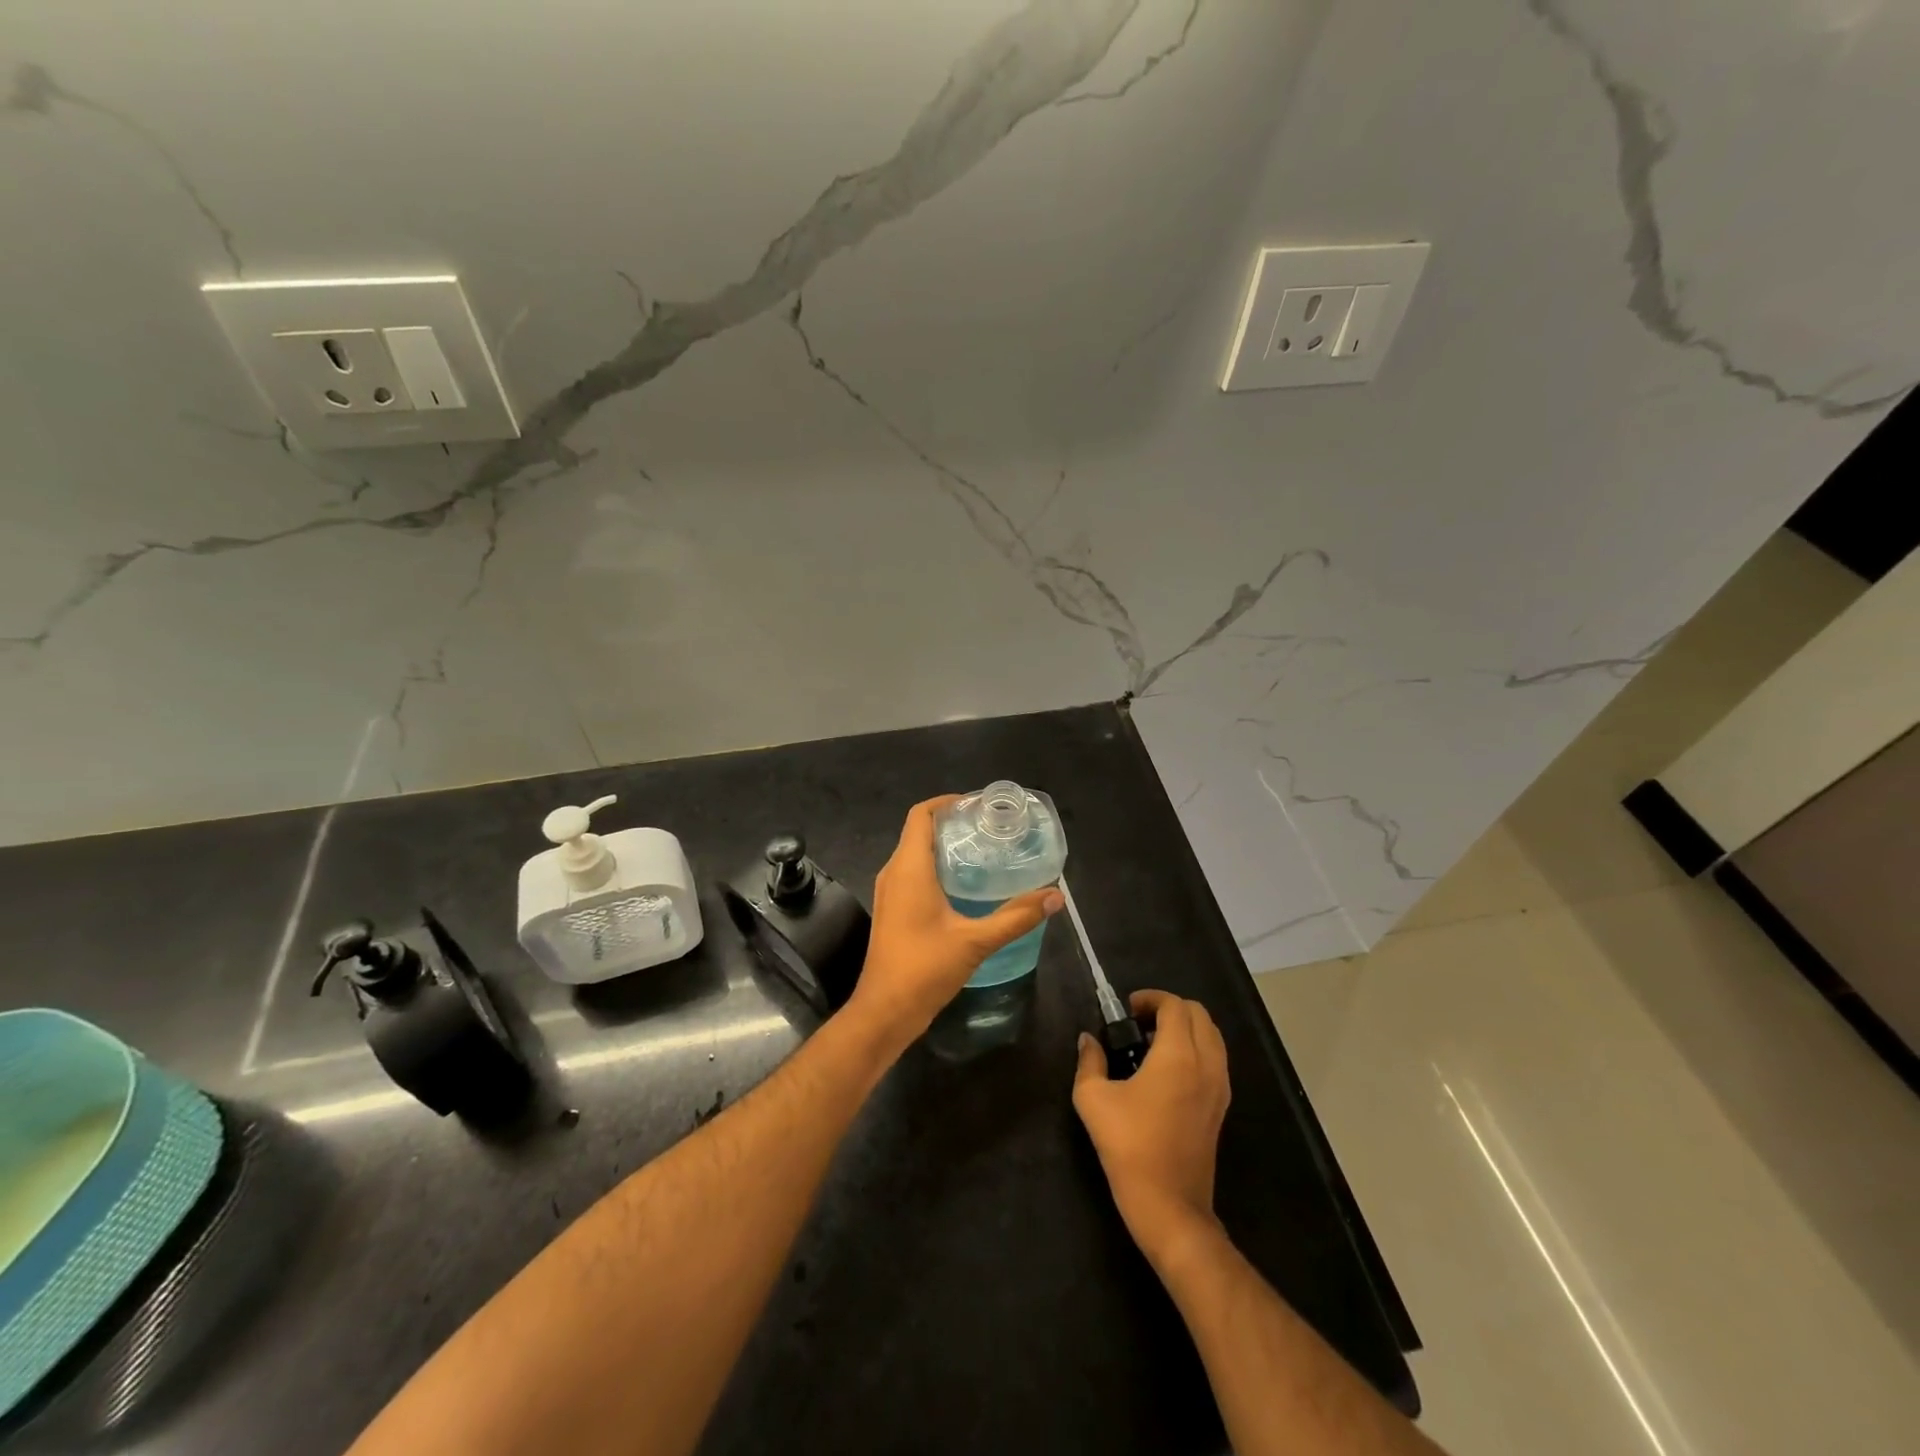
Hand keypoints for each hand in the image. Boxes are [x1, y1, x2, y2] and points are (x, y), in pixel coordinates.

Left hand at [845, 796, 1063, 1050]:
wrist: (884, 1011)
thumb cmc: (924, 968)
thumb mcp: (975, 942)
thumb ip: (1016, 917)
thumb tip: (1056, 896)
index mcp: (909, 868)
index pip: (921, 814)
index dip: (947, 801)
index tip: (979, 805)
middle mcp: (894, 872)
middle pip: (919, 831)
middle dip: (952, 823)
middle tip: (990, 828)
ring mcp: (889, 892)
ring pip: (915, 853)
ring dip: (944, 846)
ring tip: (983, 851)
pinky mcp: (892, 910)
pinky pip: (913, 873)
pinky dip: (937, 867)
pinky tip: (965, 885)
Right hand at [1073, 989, 1230, 1262]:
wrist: (1169, 1205)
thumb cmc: (1129, 1146)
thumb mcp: (1093, 1099)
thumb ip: (1090, 1061)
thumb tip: (1088, 1040)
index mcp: (1178, 1055)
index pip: (1174, 1005)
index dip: (1150, 998)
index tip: (1126, 1010)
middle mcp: (1206, 1063)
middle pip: (1199, 1014)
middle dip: (1169, 1008)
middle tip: (1138, 1023)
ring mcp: (1220, 1086)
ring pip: (1212, 1036)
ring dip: (1186, 1028)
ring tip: (1153, 1044)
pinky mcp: (1222, 1107)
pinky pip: (1215, 1060)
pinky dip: (1196, 1050)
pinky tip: (1167, 1071)